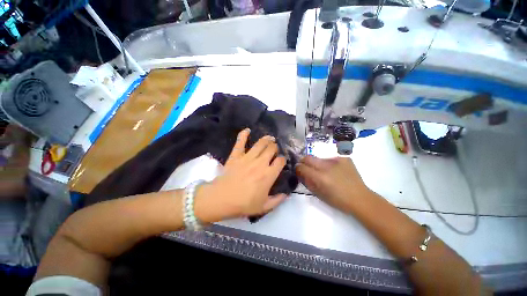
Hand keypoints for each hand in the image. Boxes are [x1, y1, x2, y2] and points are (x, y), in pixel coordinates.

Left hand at [195, 128, 286, 221]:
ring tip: (270, 138)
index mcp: (268, 174)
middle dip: (275, 147)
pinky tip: (247, 130)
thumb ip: (277, 200)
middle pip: (272, 149)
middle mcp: (260, 162)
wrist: (221, 199)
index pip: (280, 161)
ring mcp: (247, 157)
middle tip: (275, 149)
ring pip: (260, 143)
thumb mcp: (264, 207)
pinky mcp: (236, 155)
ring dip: (267, 139)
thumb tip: (286, 194)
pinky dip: (243, 134)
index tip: (281, 162)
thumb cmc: (243, 204)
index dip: (283, 160)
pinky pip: (240, 142)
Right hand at [295, 156, 369, 211]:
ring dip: (317, 164)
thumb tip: (301, 174)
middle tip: (307, 168)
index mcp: (320, 177)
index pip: (302, 167)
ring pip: (319, 158)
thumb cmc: (338, 201)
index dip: (298, 168)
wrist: (361, 198)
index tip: (298, 171)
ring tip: (324, 171)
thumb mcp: (319, 194)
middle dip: (304, 162)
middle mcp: (327, 166)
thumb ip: (308, 182)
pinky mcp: (344, 158)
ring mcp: (336, 160)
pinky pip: (330, 158)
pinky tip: (334, 171)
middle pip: (308, 158)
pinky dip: (328, 164)